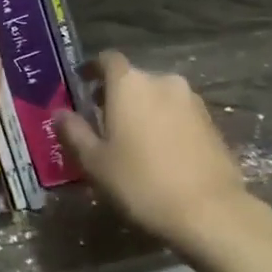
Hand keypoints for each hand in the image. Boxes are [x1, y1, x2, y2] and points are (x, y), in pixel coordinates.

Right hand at [56, 50, 252, 250]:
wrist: (209, 211)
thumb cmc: (141, 183)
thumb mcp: (96, 162)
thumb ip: (74, 133)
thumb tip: (59, 113)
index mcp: (130, 83)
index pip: (107, 60)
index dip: (92, 69)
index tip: (82, 83)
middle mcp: (162, 81)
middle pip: (133, 78)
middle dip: (116, 94)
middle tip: (102, 120)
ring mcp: (192, 100)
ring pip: (158, 95)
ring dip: (143, 109)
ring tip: (132, 139)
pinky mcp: (211, 121)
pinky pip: (179, 113)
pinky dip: (165, 123)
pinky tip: (160, 151)